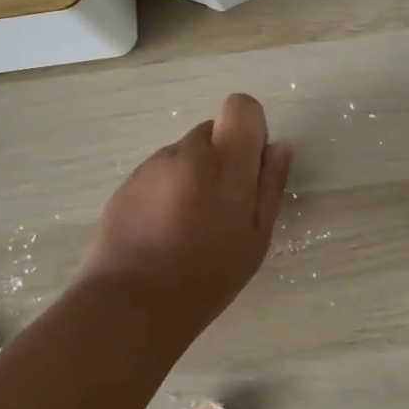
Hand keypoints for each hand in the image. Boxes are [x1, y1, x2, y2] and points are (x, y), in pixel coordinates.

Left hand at [81, 93, 294, 333]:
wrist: (132, 302)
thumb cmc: (207, 275)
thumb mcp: (256, 237)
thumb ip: (270, 185)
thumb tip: (281, 146)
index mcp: (225, 163)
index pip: (241, 107)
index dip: (250, 129)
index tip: (250, 167)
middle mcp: (187, 152)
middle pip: (213, 131)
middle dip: (223, 157)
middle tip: (221, 206)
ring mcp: (152, 165)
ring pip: (185, 153)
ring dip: (194, 174)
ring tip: (188, 224)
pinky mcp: (127, 182)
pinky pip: (160, 172)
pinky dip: (168, 190)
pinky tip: (163, 230)